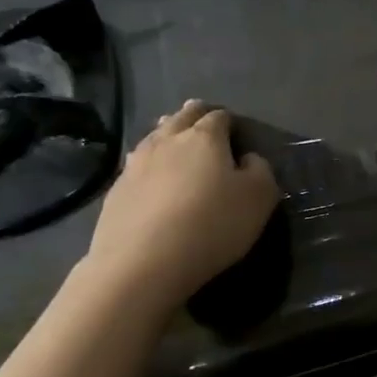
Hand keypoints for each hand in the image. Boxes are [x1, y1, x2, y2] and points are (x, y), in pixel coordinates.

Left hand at [80, 101, 279, 312]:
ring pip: (154, 136)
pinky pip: (137, 165)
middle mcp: (168, 141)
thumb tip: (248, 158)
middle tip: (202, 117)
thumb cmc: (213, 224)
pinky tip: (152, 175)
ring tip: (173, 137)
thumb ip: (260, 170)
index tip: (236, 130)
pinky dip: (149, 163)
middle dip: (194, 114)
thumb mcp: (260, 198)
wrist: (143, 262)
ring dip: (167, 133)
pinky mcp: (116, 190)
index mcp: (205, 138)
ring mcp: (136, 164)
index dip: (229, 120)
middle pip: (181, 118)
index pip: (219, 117)